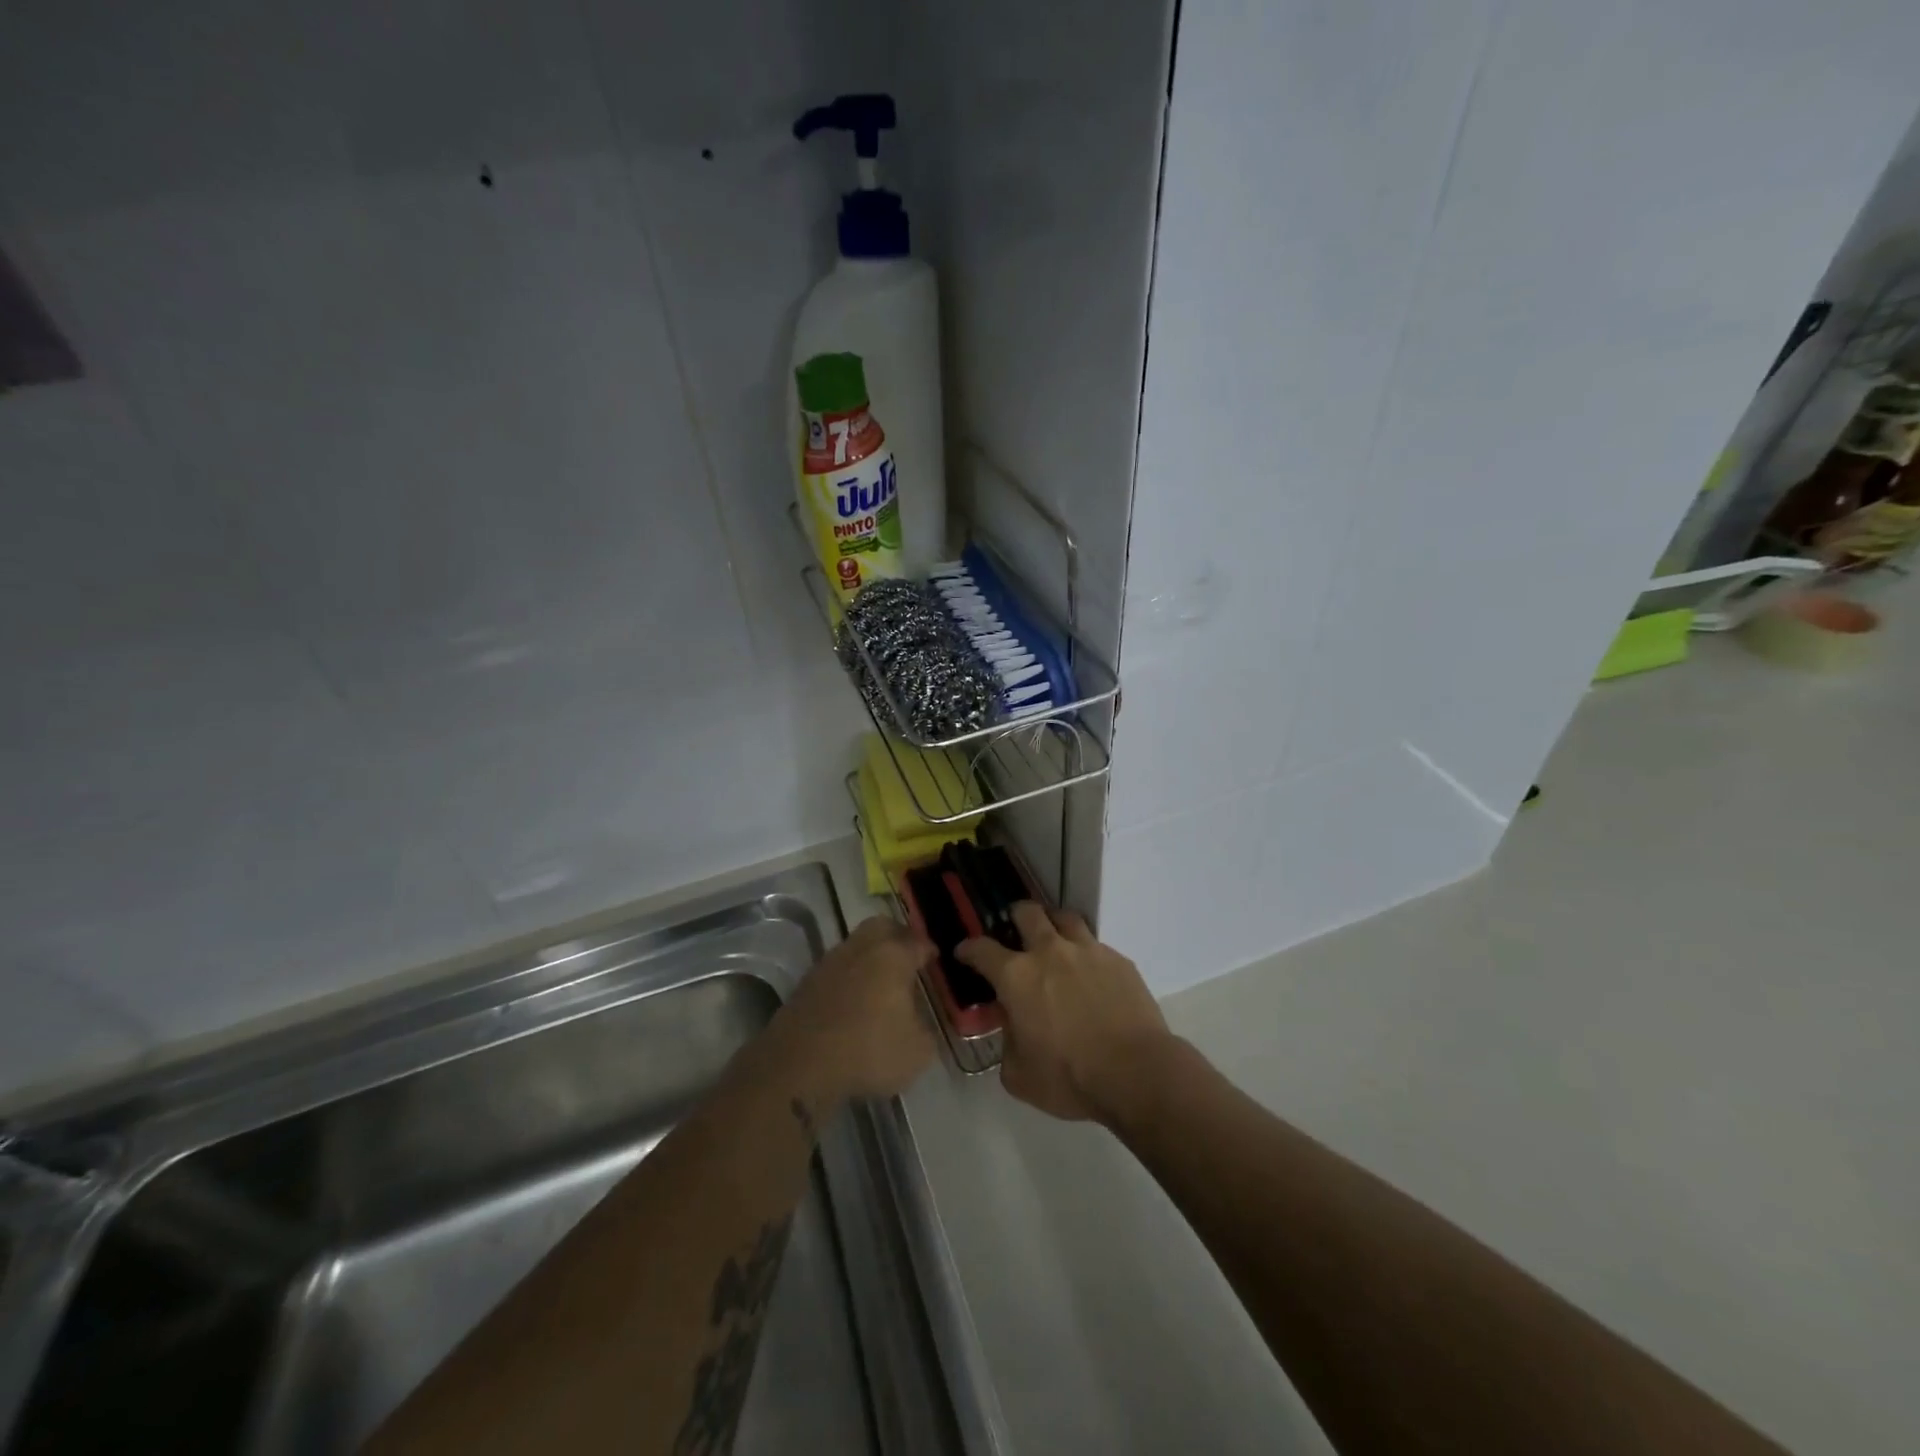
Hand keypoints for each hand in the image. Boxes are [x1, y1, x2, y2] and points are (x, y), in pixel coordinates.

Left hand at [775, 916, 937, 1103]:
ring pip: (856, 945)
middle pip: (882, 927)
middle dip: (897, 936)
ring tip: (879, 981)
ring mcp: (830, 962)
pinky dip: (849, 976)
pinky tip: (853, 999)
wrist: (799, 1065)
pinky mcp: (807, 982)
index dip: (929, 951)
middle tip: (907, 956)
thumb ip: (926, 1030)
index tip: (935, 960)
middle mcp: (861, 948)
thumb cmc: (868, 1050)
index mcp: (893, 956)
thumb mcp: (917, 1051)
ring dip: (869, 956)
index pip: (918, 942)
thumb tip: (921, 1022)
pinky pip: (836, 969)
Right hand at [957, 903, 1172, 1124]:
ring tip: (1054, 940)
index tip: (964, 951)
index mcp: (1017, 977)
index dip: (968, 948)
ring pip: (1064, 917)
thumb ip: (1008, 1043)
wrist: (1137, 1073)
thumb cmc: (1070, 1078)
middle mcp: (1049, 952)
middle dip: (1015, 917)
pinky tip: (1090, 974)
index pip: (981, 949)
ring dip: (1053, 925)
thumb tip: (1013, 1027)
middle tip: (1015, 932)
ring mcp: (1088, 951)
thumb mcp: (1019, 1075)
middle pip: (1026, 912)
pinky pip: (1096, 945)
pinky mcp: (1118, 960)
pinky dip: (1086, 954)